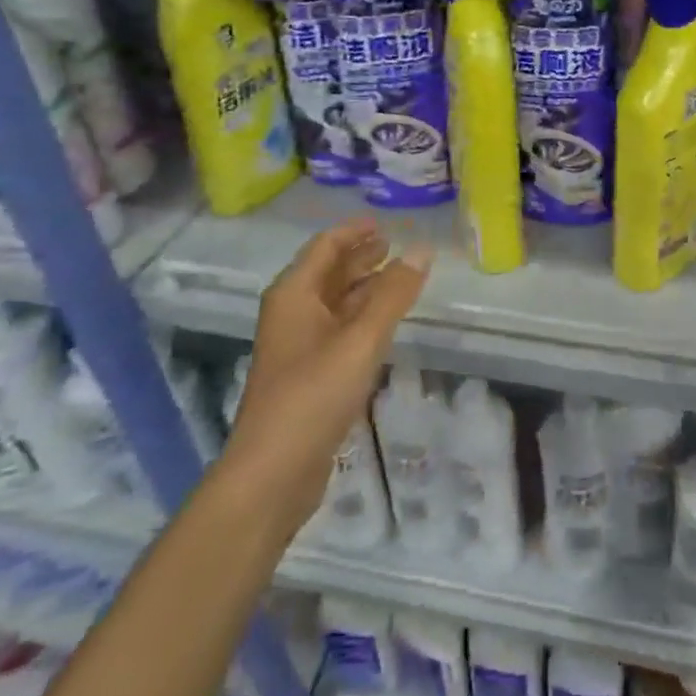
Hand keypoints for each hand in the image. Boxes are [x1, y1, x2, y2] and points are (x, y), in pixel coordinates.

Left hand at [225, 219, 429, 538]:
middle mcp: (292, 313)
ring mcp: (299, 346)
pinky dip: (362, 317)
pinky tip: (385, 323)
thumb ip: (393, 294)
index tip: (385, 222)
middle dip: (360, 257)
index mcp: (294, 295)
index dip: (354, 231)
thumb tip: (422, 250)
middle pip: (328, 272)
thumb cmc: (313, 395)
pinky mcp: (309, 375)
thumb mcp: (360, 340)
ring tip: (398, 277)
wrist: (272, 473)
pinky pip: (339, 330)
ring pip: (335, 303)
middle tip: (396, 246)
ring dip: (364, 286)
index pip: (325, 246)